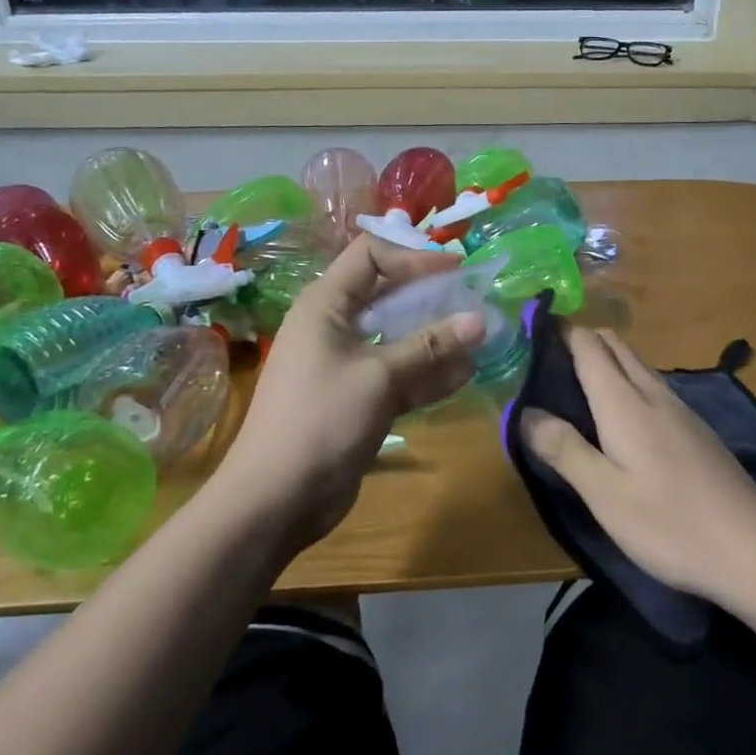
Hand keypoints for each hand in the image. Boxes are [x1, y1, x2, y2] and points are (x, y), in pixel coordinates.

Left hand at [217, 234, 484, 550]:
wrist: (275, 499)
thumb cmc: (321, 420)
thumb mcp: (380, 377)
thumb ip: (430, 346)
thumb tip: (480, 319)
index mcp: (326, 304)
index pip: (371, 255)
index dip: (413, 256)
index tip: (456, 270)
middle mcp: (335, 325)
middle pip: (388, 293)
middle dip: (431, 295)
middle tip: (475, 300)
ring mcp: (346, 363)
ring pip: (397, 336)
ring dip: (435, 336)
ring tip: (480, 336)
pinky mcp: (358, 398)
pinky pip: (398, 373)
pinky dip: (427, 371)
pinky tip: (466, 373)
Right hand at [520, 328, 755, 603]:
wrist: (754, 549)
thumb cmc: (670, 524)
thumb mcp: (605, 495)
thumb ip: (564, 449)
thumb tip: (524, 411)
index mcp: (625, 402)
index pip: (588, 345)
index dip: (560, 332)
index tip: (531, 334)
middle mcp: (653, 393)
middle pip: (614, 345)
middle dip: (581, 341)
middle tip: (546, 364)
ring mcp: (680, 409)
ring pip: (636, 364)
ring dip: (605, 362)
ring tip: (575, 387)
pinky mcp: (696, 429)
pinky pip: (652, 386)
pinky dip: (626, 383)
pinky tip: (620, 417)